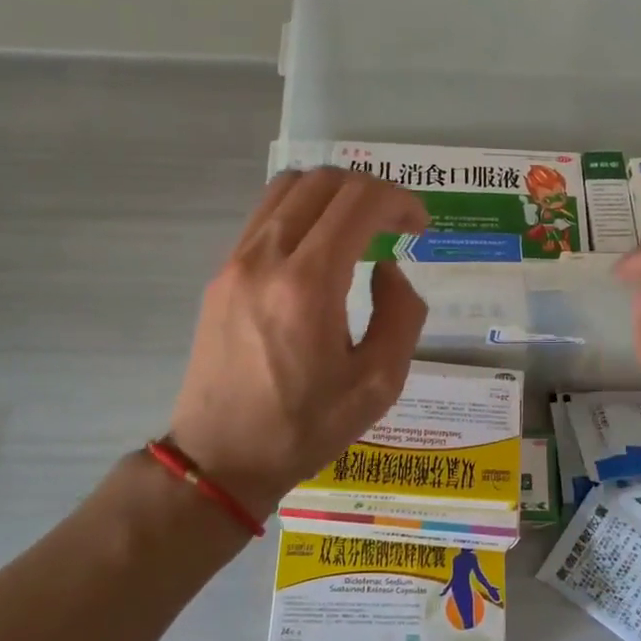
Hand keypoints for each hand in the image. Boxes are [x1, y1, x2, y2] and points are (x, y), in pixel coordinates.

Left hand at [168, 168, 429, 518]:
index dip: (400, 201)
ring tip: (359, 228)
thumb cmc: (305, 427)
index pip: (359, 202)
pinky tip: (321, 248)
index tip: (419, 228)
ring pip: (288, 187)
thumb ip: (401, 314)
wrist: (220, 458)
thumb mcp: (379, 384)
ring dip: (333, 194)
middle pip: (323, 181)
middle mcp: (266, 258)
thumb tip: (387, 269)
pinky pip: (266, 215)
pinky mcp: (221, 273)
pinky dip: (303, 211)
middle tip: (395, 224)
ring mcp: (236, 262)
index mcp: (308, 286)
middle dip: (371, 190)